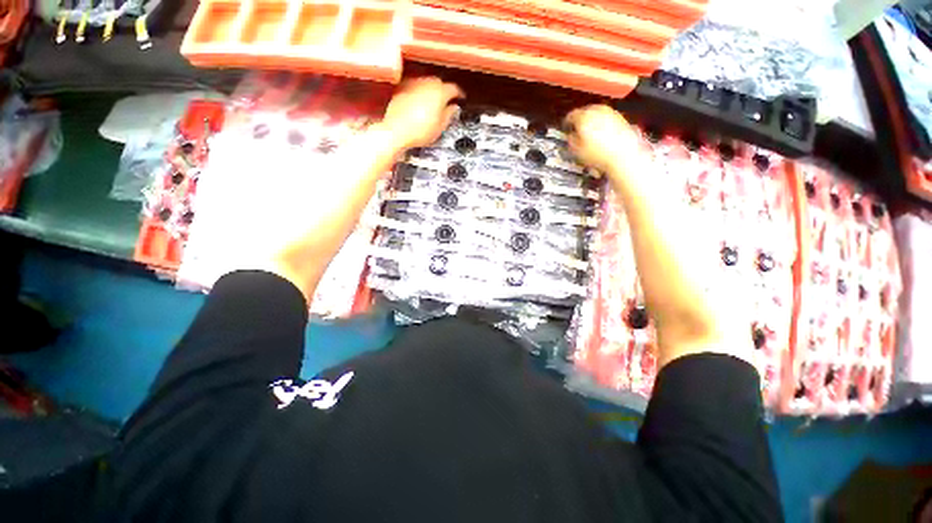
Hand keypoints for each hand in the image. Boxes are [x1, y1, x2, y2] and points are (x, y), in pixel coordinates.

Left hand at [379, 77, 463, 150]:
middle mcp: (427, 83)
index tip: (461, 98)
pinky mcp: (401, 87)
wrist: (396, 131)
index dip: (459, 94)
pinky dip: (420, 90)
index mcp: (440, 92)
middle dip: (444, 90)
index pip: (454, 88)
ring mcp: (413, 83)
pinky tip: (419, 100)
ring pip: (426, 81)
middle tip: (447, 100)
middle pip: (439, 82)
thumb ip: (449, 114)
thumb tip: (454, 107)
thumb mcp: (440, 127)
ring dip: (431, 89)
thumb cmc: (420, 132)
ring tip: (433, 101)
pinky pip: (415, 85)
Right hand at [564, 105, 637, 175]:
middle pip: (584, 111)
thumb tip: (571, 135)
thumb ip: (571, 140)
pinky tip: (602, 134)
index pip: (571, 115)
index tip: (566, 129)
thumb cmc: (597, 154)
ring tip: (589, 132)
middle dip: (580, 119)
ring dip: (591, 120)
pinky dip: (602, 122)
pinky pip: (606, 117)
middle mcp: (597, 110)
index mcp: (584, 117)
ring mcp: (610, 112)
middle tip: (577, 130)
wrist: (623, 155)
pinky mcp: (620, 117)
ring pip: (596, 112)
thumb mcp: (577, 151)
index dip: (567, 123)